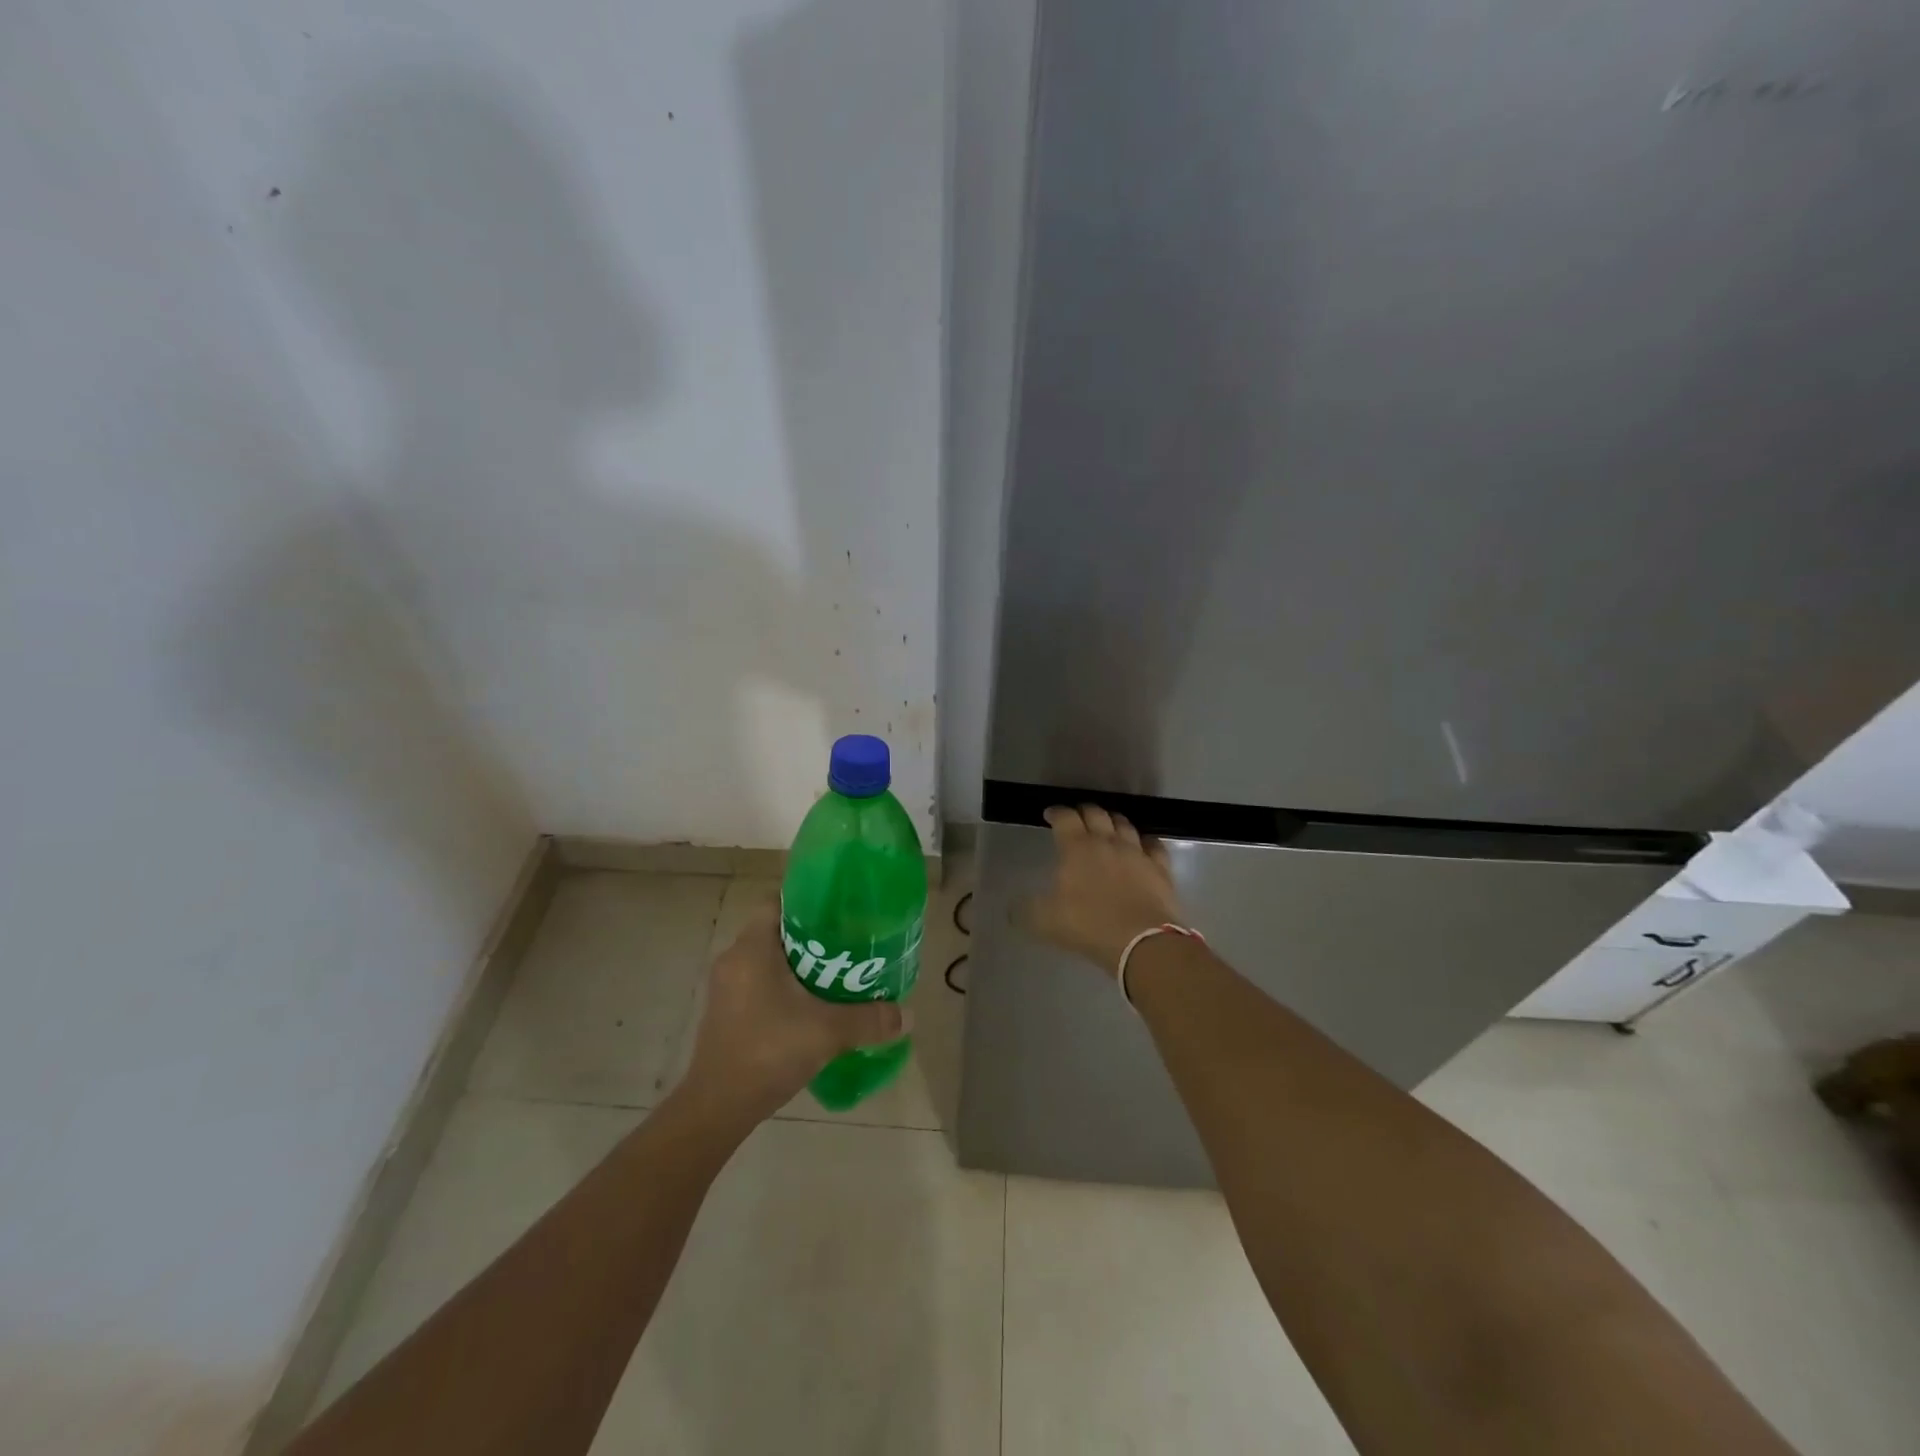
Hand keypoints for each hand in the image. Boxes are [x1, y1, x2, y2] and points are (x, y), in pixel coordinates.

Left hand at [679, 900, 909, 1122]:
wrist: (717, 1108)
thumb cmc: (768, 1051)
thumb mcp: (827, 1032)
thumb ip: (869, 1019)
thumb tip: (907, 1015)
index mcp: (752, 948)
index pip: (777, 902)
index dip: (808, 902)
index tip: (840, 912)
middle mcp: (734, 960)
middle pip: (776, 932)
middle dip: (812, 937)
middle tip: (849, 945)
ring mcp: (726, 989)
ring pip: (768, 961)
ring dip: (799, 965)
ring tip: (837, 975)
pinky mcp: (726, 1014)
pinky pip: (760, 985)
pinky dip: (785, 988)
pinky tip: (812, 1007)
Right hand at [1024, 804, 1184, 977]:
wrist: (1142, 942)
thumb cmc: (1089, 925)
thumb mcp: (1045, 922)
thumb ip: (1026, 911)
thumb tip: (1013, 909)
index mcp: (1077, 848)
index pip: (1065, 818)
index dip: (1056, 812)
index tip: (1050, 814)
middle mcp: (1107, 842)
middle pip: (1096, 813)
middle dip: (1084, 811)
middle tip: (1077, 817)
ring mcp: (1137, 853)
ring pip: (1124, 824)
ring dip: (1113, 821)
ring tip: (1108, 825)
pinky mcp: (1160, 868)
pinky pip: (1153, 845)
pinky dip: (1145, 841)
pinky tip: (1143, 845)